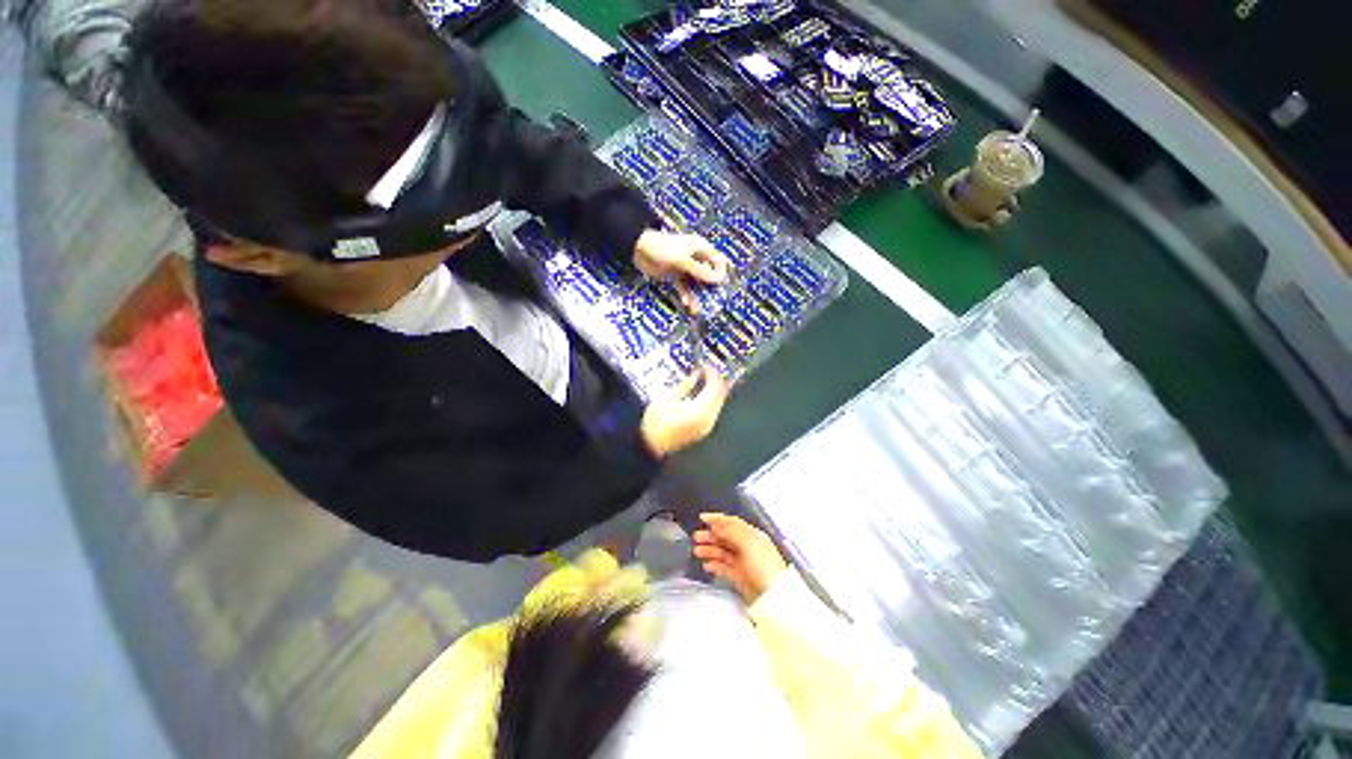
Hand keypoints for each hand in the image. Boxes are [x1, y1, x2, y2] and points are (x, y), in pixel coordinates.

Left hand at [633, 229, 729, 311]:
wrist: (638, 249)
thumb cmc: (663, 249)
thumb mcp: (683, 260)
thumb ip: (700, 271)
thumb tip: (719, 279)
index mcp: (701, 249)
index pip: (719, 261)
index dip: (721, 274)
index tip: (719, 287)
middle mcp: (696, 258)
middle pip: (709, 275)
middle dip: (710, 289)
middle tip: (711, 303)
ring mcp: (686, 268)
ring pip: (696, 284)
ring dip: (697, 296)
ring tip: (696, 310)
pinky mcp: (676, 276)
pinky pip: (685, 288)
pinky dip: (686, 295)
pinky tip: (686, 304)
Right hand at [640, 367, 729, 456]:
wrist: (651, 446)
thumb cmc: (656, 424)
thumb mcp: (668, 398)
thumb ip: (686, 384)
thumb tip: (696, 375)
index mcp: (700, 410)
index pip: (713, 387)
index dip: (712, 373)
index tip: (706, 365)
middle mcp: (707, 419)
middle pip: (719, 395)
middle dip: (716, 381)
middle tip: (708, 370)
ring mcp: (706, 426)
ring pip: (718, 403)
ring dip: (714, 390)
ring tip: (706, 380)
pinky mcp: (703, 430)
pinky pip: (713, 411)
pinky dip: (711, 400)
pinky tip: (703, 394)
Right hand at [693, 513, 788, 603]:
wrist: (773, 596)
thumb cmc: (763, 565)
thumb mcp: (748, 543)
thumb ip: (731, 532)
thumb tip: (716, 525)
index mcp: (751, 534)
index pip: (732, 522)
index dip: (717, 519)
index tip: (702, 518)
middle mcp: (746, 546)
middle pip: (725, 537)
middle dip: (710, 535)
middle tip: (696, 538)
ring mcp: (742, 562)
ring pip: (722, 551)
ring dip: (709, 550)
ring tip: (696, 552)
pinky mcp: (739, 577)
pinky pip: (723, 567)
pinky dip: (714, 565)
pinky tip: (706, 566)